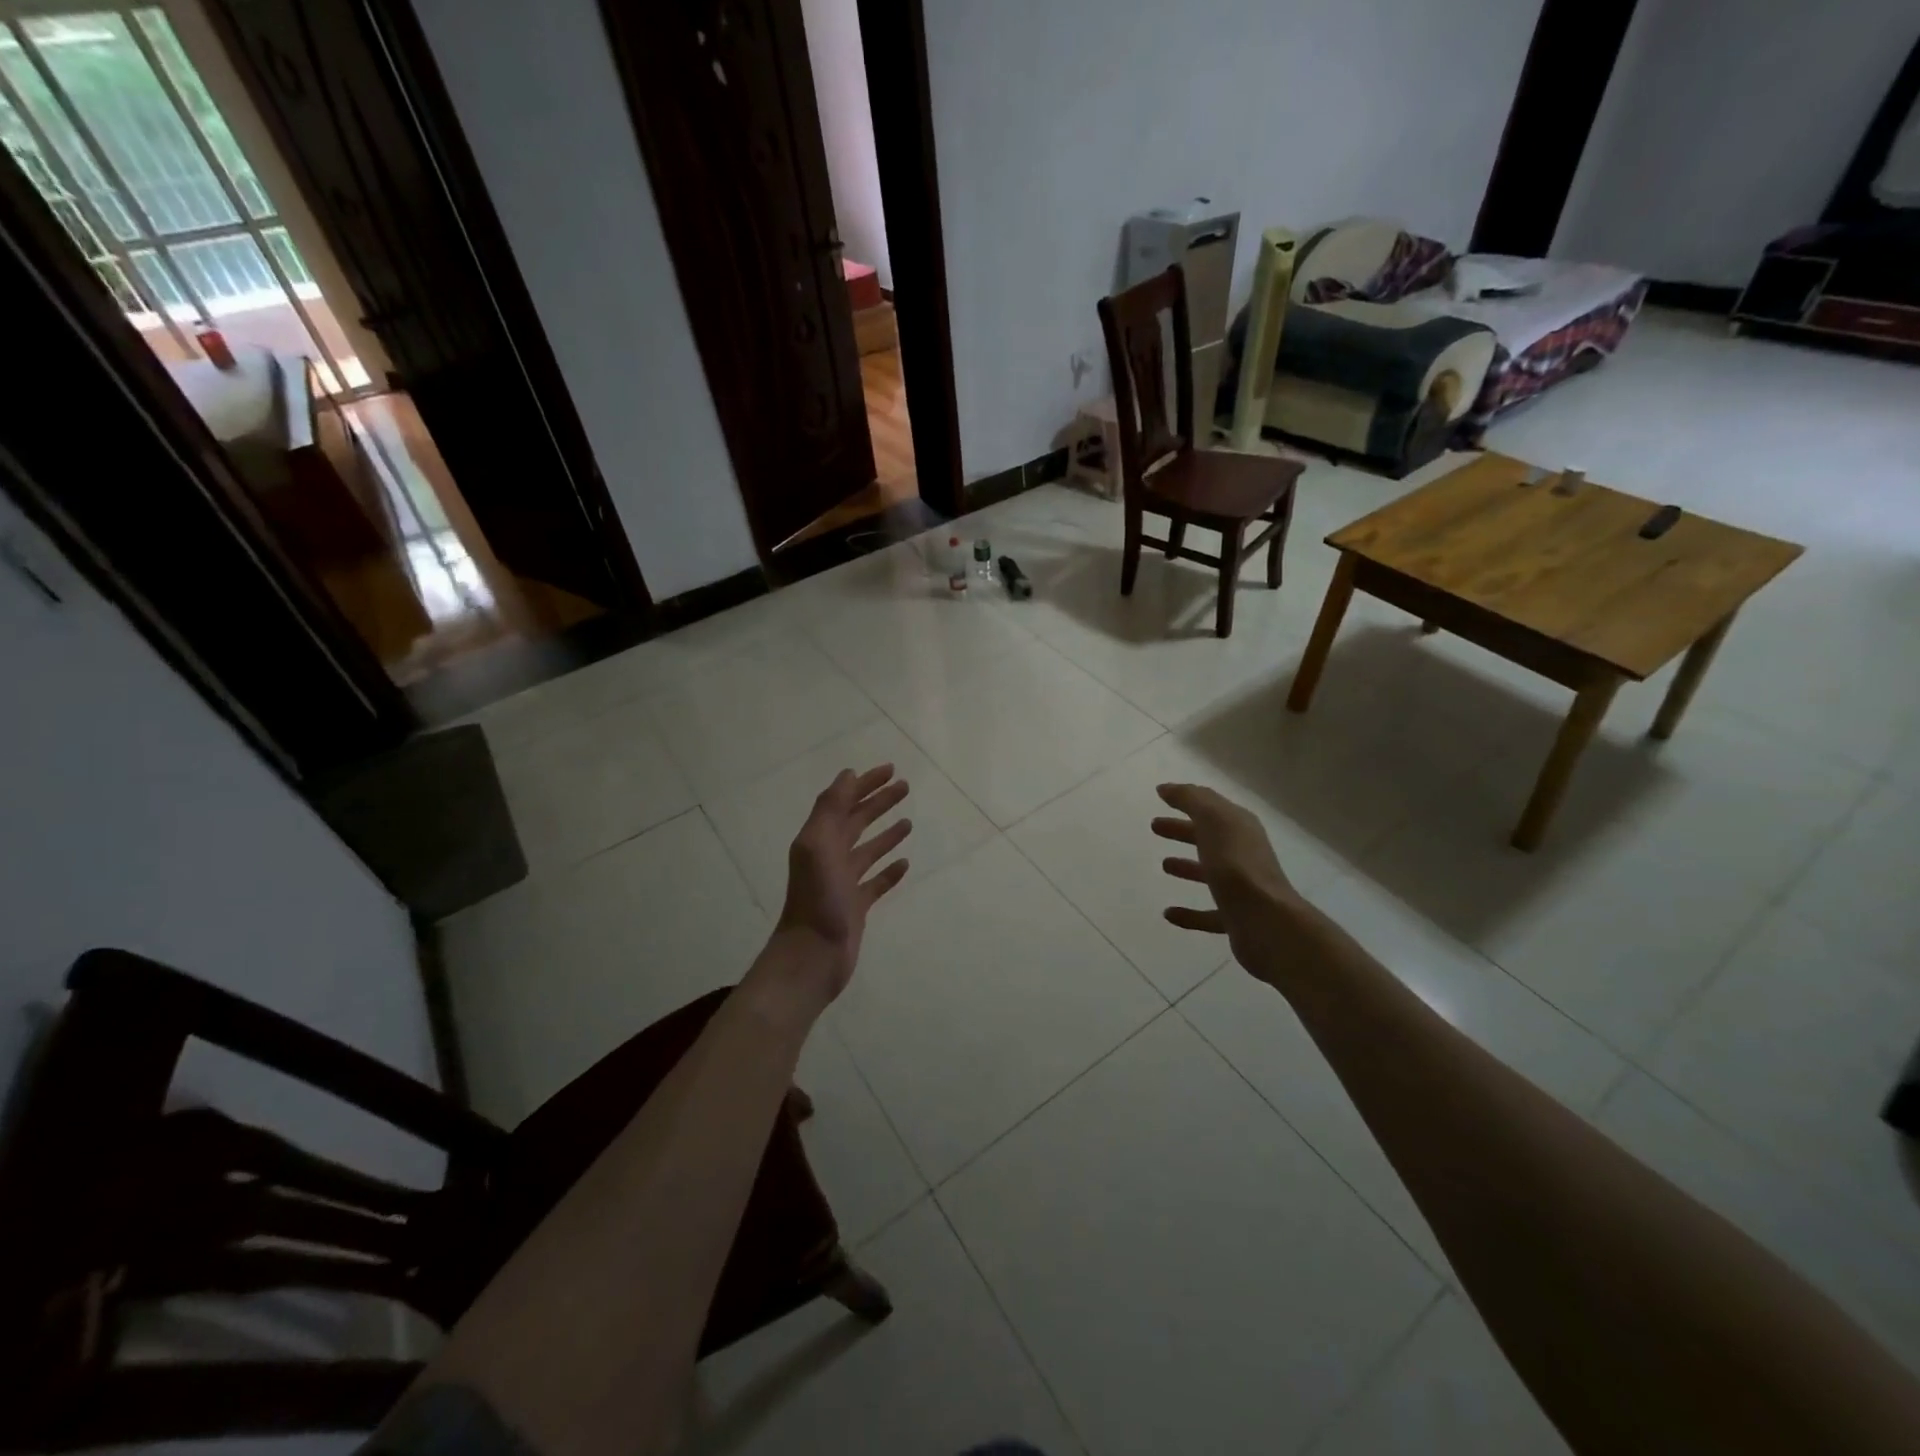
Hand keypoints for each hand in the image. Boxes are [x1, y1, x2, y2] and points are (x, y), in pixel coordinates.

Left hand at [769, 765, 911, 1005]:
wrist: (812, 955)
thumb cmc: (817, 898)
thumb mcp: (818, 845)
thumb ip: (830, 809)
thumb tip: (848, 775)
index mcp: (819, 839)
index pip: (844, 802)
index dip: (865, 784)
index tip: (890, 769)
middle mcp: (830, 857)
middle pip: (857, 821)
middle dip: (879, 802)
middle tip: (905, 787)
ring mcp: (843, 883)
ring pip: (868, 850)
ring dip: (886, 834)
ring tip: (908, 821)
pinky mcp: (856, 906)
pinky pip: (876, 883)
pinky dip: (889, 871)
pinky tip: (905, 863)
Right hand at [1153, 783, 1314, 983]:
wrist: (1266, 921)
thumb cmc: (1235, 864)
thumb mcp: (1213, 820)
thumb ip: (1191, 799)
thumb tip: (1167, 788)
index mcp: (1240, 827)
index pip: (1211, 807)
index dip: (1187, 800)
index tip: (1160, 797)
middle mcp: (1243, 854)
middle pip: (1209, 838)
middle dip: (1183, 830)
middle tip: (1155, 827)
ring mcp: (1241, 888)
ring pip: (1209, 873)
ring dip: (1188, 867)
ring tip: (1163, 865)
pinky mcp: (1235, 919)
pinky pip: (1207, 914)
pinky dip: (1188, 913)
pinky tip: (1168, 913)